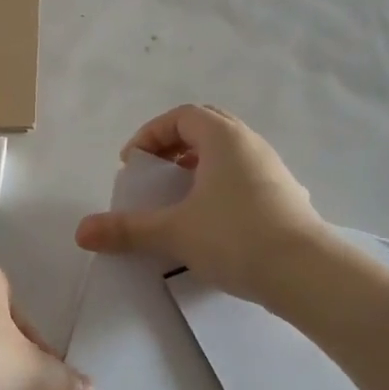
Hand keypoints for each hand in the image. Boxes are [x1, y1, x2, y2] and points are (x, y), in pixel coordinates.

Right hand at [74, 104, 327, 305]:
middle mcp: (251, 144)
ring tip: (178, 197)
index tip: (132, 163)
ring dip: (198, 166)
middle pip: (206, 128)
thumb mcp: (173, 232)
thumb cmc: (235, 237)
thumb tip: (81, 232)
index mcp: (224, 138)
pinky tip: (211, 220)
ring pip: (228, 153)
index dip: (150, 133)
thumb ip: (127, 229)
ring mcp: (273, 170)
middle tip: (154, 173)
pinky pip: (244, 176)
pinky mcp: (286, 196)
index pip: (182, 115)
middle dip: (173, 146)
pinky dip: (220, 186)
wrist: (307, 273)